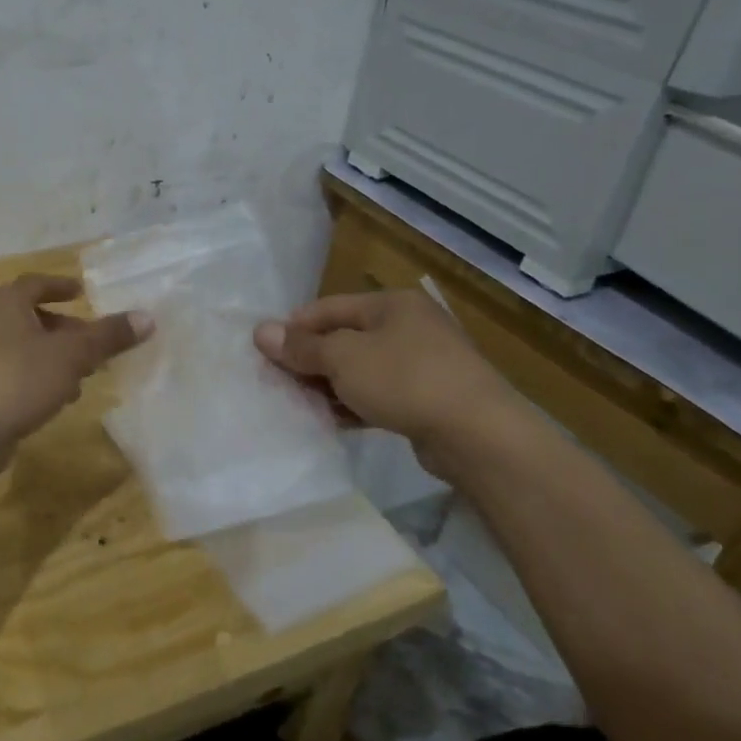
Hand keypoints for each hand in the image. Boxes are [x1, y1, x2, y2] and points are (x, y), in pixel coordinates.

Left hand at [0, 275, 152, 456]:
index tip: (83, 293)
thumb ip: (108, 336)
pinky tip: (59, 399)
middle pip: (33, 317)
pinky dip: (39, 378)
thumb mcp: (72, 355)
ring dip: (55, 357)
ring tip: (85, 375)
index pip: (37, 284)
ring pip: (26, 347)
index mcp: (6, 302)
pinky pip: (16, 373)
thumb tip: (147, 317)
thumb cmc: (18, 380)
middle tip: (94, 343)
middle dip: (66, 329)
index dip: (61, 286)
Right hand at [253, 289, 524, 474]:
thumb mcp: (343, 358)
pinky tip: (331, 420)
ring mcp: (423, 364)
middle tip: (277, 381)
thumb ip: (301, 347)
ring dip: (328, 385)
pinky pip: (379, 395)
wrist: (479, 436)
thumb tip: (260, 332)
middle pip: (343, 338)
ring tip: (298, 404)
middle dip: (309, 360)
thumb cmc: (405, 380)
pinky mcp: (429, 399)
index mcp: (391, 304)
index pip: (327, 308)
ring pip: (360, 369)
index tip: (263, 352)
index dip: (293, 328)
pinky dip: (354, 404)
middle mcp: (409, 327)